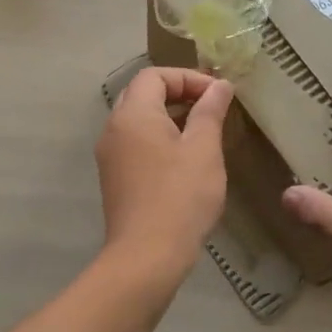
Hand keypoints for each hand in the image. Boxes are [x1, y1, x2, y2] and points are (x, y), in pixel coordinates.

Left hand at [96, 67, 235, 284]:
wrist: (147, 256)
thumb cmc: (180, 197)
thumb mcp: (204, 149)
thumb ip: (210, 112)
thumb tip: (220, 86)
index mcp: (133, 115)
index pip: (155, 75)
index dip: (188, 78)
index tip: (218, 95)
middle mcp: (114, 129)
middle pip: (143, 94)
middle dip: (179, 93)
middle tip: (211, 106)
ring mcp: (110, 156)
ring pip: (139, 120)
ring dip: (170, 117)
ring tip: (204, 131)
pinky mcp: (115, 179)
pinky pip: (136, 143)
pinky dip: (160, 138)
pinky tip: (185, 158)